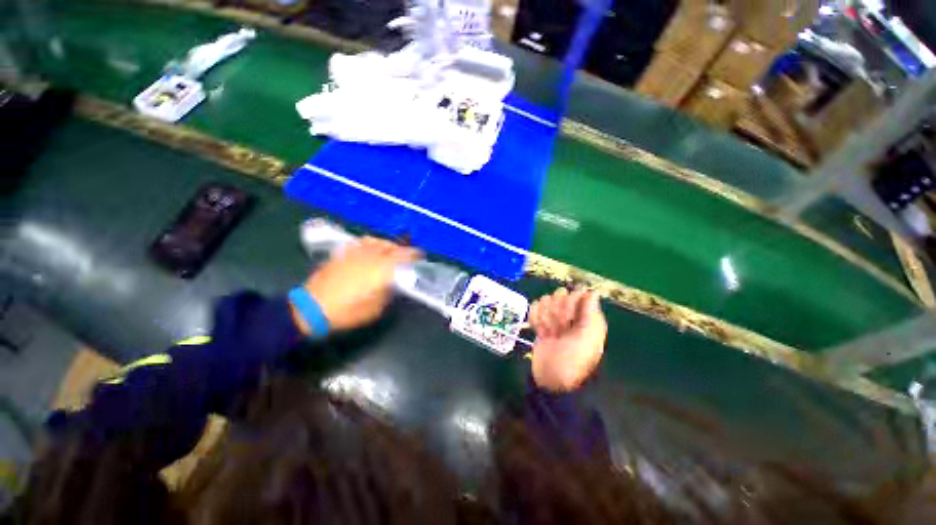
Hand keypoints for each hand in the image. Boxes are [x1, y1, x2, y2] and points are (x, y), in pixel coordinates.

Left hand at [293, 237, 419, 333]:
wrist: (311, 308)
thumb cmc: (346, 312)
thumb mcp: (374, 309)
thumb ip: (388, 292)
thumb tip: (394, 283)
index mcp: (379, 271)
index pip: (402, 257)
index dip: (413, 254)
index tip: (420, 256)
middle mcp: (369, 257)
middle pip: (391, 247)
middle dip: (402, 250)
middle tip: (408, 256)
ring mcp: (355, 253)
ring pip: (377, 242)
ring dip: (388, 245)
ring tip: (392, 251)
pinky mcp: (343, 253)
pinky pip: (362, 243)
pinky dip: (372, 244)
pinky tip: (372, 249)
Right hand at [529, 288, 606, 391]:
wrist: (552, 379)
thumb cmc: (574, 359)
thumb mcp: (587, 338)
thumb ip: (590, 312)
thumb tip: (593, 291)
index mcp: (586, 317)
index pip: (577, 293)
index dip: (570, 302)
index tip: (568, 318)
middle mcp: (571, 315)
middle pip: (559, 294)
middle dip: (556, 310)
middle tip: (558, 329)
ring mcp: (554, 318)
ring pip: (545, 300)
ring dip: (544, 316)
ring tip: (548, 333)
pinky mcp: (541, 323)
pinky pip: (534, 308)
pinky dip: (534, 318)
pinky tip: (539, 331)